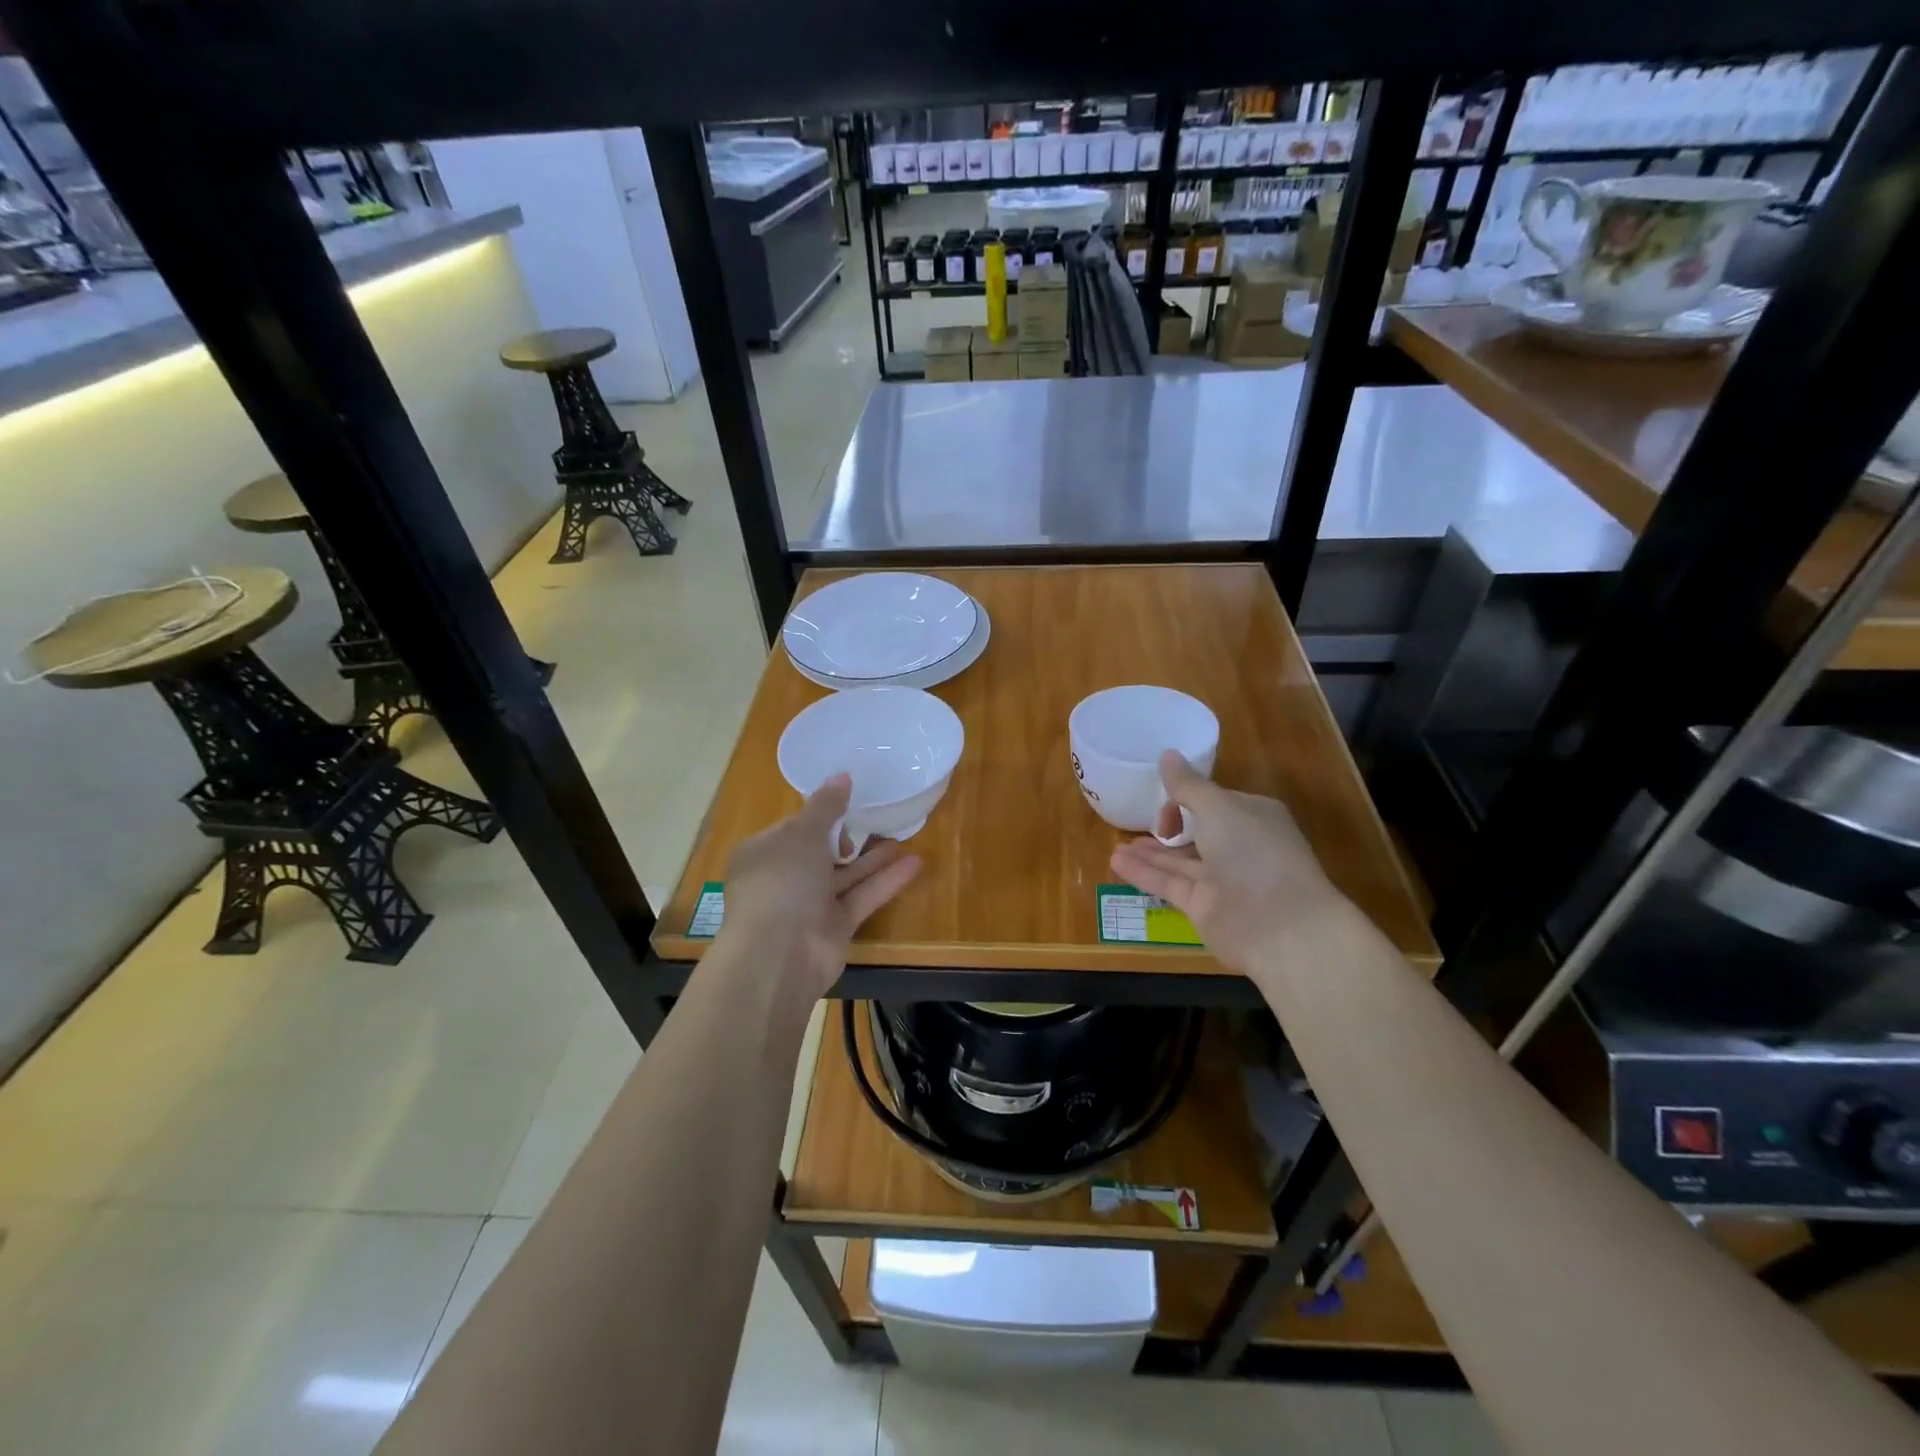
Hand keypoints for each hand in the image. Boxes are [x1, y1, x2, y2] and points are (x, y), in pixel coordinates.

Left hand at [717, 773, 922, 998]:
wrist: (779, 955)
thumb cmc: (782, 882)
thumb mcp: (802, 834)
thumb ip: (826, 806)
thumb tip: (842, 775)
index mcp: (764, 852)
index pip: (794, 827)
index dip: (821, 814)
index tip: (850, 800)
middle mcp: (785, 878)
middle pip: (821, 851)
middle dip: (849, 836)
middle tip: (879, 817)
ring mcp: (810, 905)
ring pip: (846, 875)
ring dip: (873, 858)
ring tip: (904, 836)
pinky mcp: (835, 927)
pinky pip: (862, 897)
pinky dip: (886, 881)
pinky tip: (915, 862)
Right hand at [1110, 750, 1345, 973]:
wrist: (1279, 926)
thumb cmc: (1254, 854)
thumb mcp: (1218, 808)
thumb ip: (1188, 786)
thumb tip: (1167, 754)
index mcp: (1252, 817)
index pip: (1214, 802)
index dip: (1186, 799)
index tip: (1163, 801)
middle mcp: (1238, 847)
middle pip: (1196, 833)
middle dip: (1167, 827)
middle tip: (1135, 822)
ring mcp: (1221, 880)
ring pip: (1179, 861)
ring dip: (1149, 852)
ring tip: (1116, 845)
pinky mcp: (1203, 907)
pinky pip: (1169, 884)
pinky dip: (1143, 873)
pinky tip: (1116, 862)